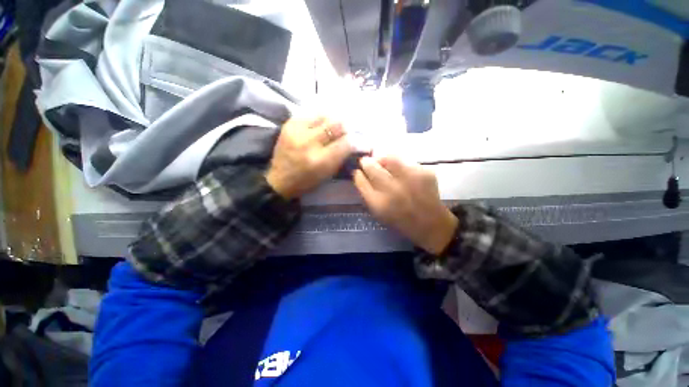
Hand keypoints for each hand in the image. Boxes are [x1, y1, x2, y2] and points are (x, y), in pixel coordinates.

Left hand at [266, 116, 352, 199]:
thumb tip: (355, 141)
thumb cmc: (307, 181)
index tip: (362, 141)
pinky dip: (321, 118)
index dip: (358, 140)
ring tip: (335, 127)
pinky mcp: (289, 124)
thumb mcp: (328, 174)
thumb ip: (342, 156)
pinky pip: (311, 113)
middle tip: (349, 131)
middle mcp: (309, 143)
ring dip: (334, 120)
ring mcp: (297, 130)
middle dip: (347, 127)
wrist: (280, 179)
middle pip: (337, 124)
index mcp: (320, 160)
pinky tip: (322, 124)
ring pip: (325, 114)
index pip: (347, 142)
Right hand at [353, 156, 458, 254]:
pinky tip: (398, 169)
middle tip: (366, 162)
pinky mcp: (424, 173)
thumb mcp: (379, 213)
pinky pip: (405, 160)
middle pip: (372, 167)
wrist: (431, 224)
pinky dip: (398, 162)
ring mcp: (410, 180)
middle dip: (366, 163)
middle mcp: (393, 190)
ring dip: (381, 158)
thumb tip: (360, 175)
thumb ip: (368, 194)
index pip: (361, 181)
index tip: (357, 171)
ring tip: (381, 161)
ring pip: (389, 158)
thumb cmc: (401, 221)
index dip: (358, 174)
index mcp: (379, 204)